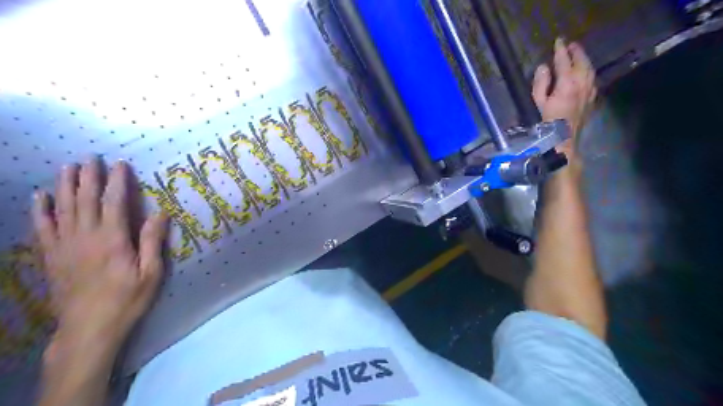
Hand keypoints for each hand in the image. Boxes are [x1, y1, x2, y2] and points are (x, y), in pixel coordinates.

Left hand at [32, 158, 167, 354]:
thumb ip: (152, 242)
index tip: (120, 164)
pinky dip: (40, 210)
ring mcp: (64, 246)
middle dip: (89, 177)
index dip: (118, 182)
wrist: (88, 328)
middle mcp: (85, 237)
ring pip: (63, 209)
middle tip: (90, 158)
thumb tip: (160, 213)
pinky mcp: (51, 257)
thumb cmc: (127, 299)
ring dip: (65, 186)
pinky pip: (42, 227)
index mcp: (113, 240)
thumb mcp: (151, 273)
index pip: (115, 203)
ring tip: (68, 167)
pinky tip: (40, 197)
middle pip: (85, 200)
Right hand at [533, 39, 595, 160]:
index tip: (558, 41)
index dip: (560, 49)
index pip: (564, 60)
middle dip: (576, 51)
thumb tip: (543, 67)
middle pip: (581, 60)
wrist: (565, 137)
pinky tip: (584, 71)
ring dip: (583, 58)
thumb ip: (540, 83)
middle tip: (570, 45)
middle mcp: (582, 81)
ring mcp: (590, 88)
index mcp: (567, 82)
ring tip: (578, 54)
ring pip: (589, 67)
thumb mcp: (539, 102)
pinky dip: (588, 69)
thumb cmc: (549, 121)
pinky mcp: (593, 95)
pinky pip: (592, 77)